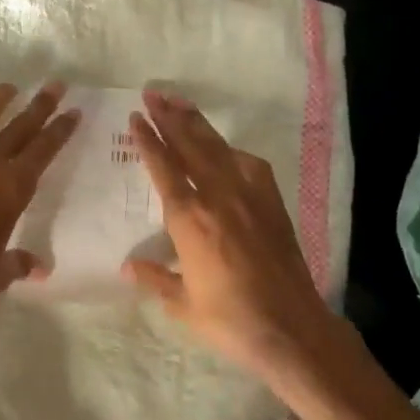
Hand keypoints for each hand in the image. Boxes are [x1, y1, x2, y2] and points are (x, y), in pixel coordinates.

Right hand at [123, 90, 329, 379]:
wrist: (291, 327)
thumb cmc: (230, 319)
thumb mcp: (183, 305)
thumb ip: (155, 279)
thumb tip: (128, 265)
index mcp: (189, 220)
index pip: (163, 168)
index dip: (148, 141)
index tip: (137, 117)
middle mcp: (217, 197)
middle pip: (190, 146)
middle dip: (170, 117)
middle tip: (154, 92)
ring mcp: (248, 195)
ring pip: (218, 148)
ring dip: (197, 123)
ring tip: (180, 101)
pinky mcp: (271, 202)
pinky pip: (248, 165)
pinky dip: (232, 151)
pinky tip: (225, 148)